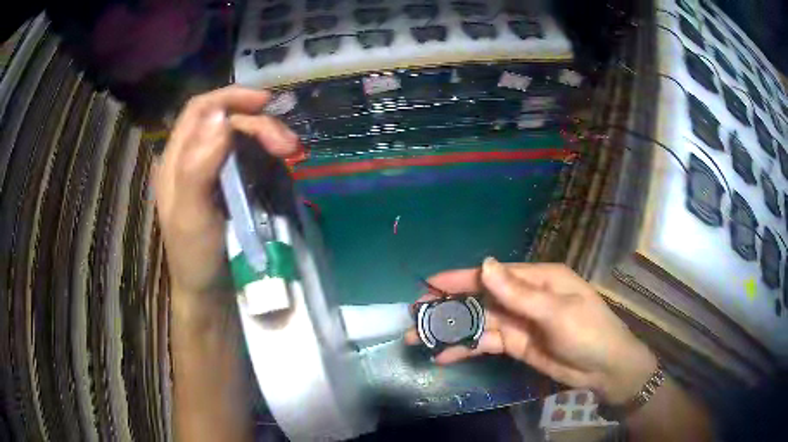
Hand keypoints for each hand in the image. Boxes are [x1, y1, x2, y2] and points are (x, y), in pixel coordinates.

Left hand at [154, 86, 299, 303]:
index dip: (229, 98)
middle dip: (258, 124)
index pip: (200, 110)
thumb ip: (198, 166)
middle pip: (227, 121)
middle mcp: (195, 158)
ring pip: (243, 137)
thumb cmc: (194, 257)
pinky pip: (253, 158)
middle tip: (287, 145)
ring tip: (291, 152)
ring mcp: (216, 172)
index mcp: (176, 160)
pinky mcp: (234, 186)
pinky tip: (284, 163)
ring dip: (269, 137)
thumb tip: (221, 118)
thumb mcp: (191, 215)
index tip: (263, 102)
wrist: (210, 294)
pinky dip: (270, 155)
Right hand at [405, 258, 657, 404]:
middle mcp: (524, 297)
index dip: (460, 278)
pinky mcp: (515, 344)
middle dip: (448, 306)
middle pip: (480, 299)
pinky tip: (444, 356)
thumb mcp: (556, 311)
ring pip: (478, 323)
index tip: (428, 284)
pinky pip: (485, 344)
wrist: (604, 369)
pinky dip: (465, 349)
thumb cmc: (588, 332)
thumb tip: (485, 265)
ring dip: (451, 330)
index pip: (492, 275)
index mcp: (537, 279)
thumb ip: (519, 293)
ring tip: (419, 339)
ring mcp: (518, 322)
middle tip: (415, 315)